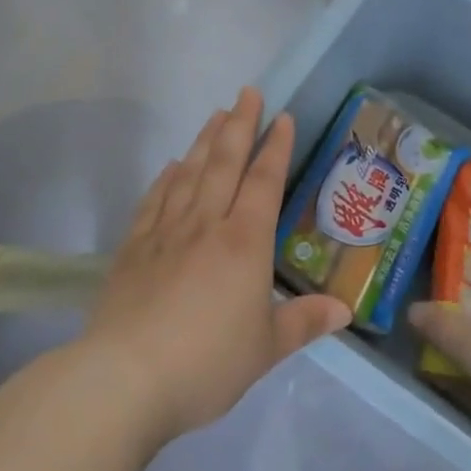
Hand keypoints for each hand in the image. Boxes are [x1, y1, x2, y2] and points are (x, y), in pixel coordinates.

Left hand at [81, 88, 352, 445]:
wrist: (125, 379)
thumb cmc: (207, 363)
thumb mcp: (266, 350)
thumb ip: (304, 323)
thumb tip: (345, 310)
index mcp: (244, 242)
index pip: (265, 181)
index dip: (275, 147)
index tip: (282, 116)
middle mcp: (206, 225)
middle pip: (225, 163)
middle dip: (240, 124)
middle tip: (247, 92)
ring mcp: (165, 233)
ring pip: (189, 173)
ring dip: (204, 141)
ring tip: (216, 114)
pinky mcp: (133, 249)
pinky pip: (153, 201)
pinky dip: (164, 178)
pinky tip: (170, 165)